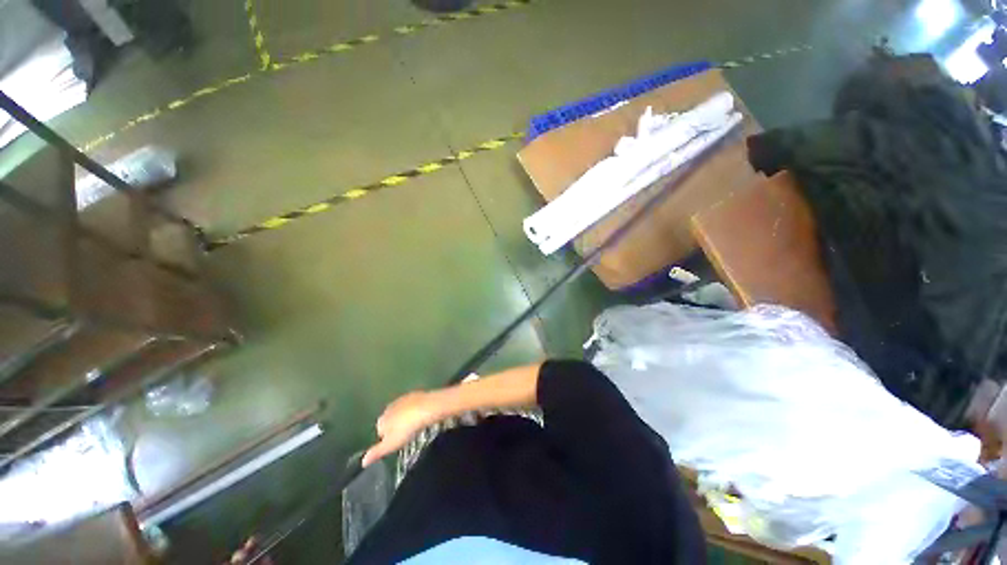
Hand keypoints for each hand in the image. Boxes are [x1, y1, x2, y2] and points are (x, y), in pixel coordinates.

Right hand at [362, 391, 439, 467]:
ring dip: (405, 417)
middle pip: (389, 419)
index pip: (380, 431)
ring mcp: (402, 399)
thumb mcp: (391, 445)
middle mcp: (389, 408)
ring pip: (400, 411)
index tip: (397, 443)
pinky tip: (421, 415)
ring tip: (414, 426)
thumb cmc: (407, 429)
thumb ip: (376, 452)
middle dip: (396, 427)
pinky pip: (412, 404)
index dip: (388, 438)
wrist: (426, 408)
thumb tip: (363, 461)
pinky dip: (415, 409)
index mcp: (381, 420)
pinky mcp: (414, 394)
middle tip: (406, 435)